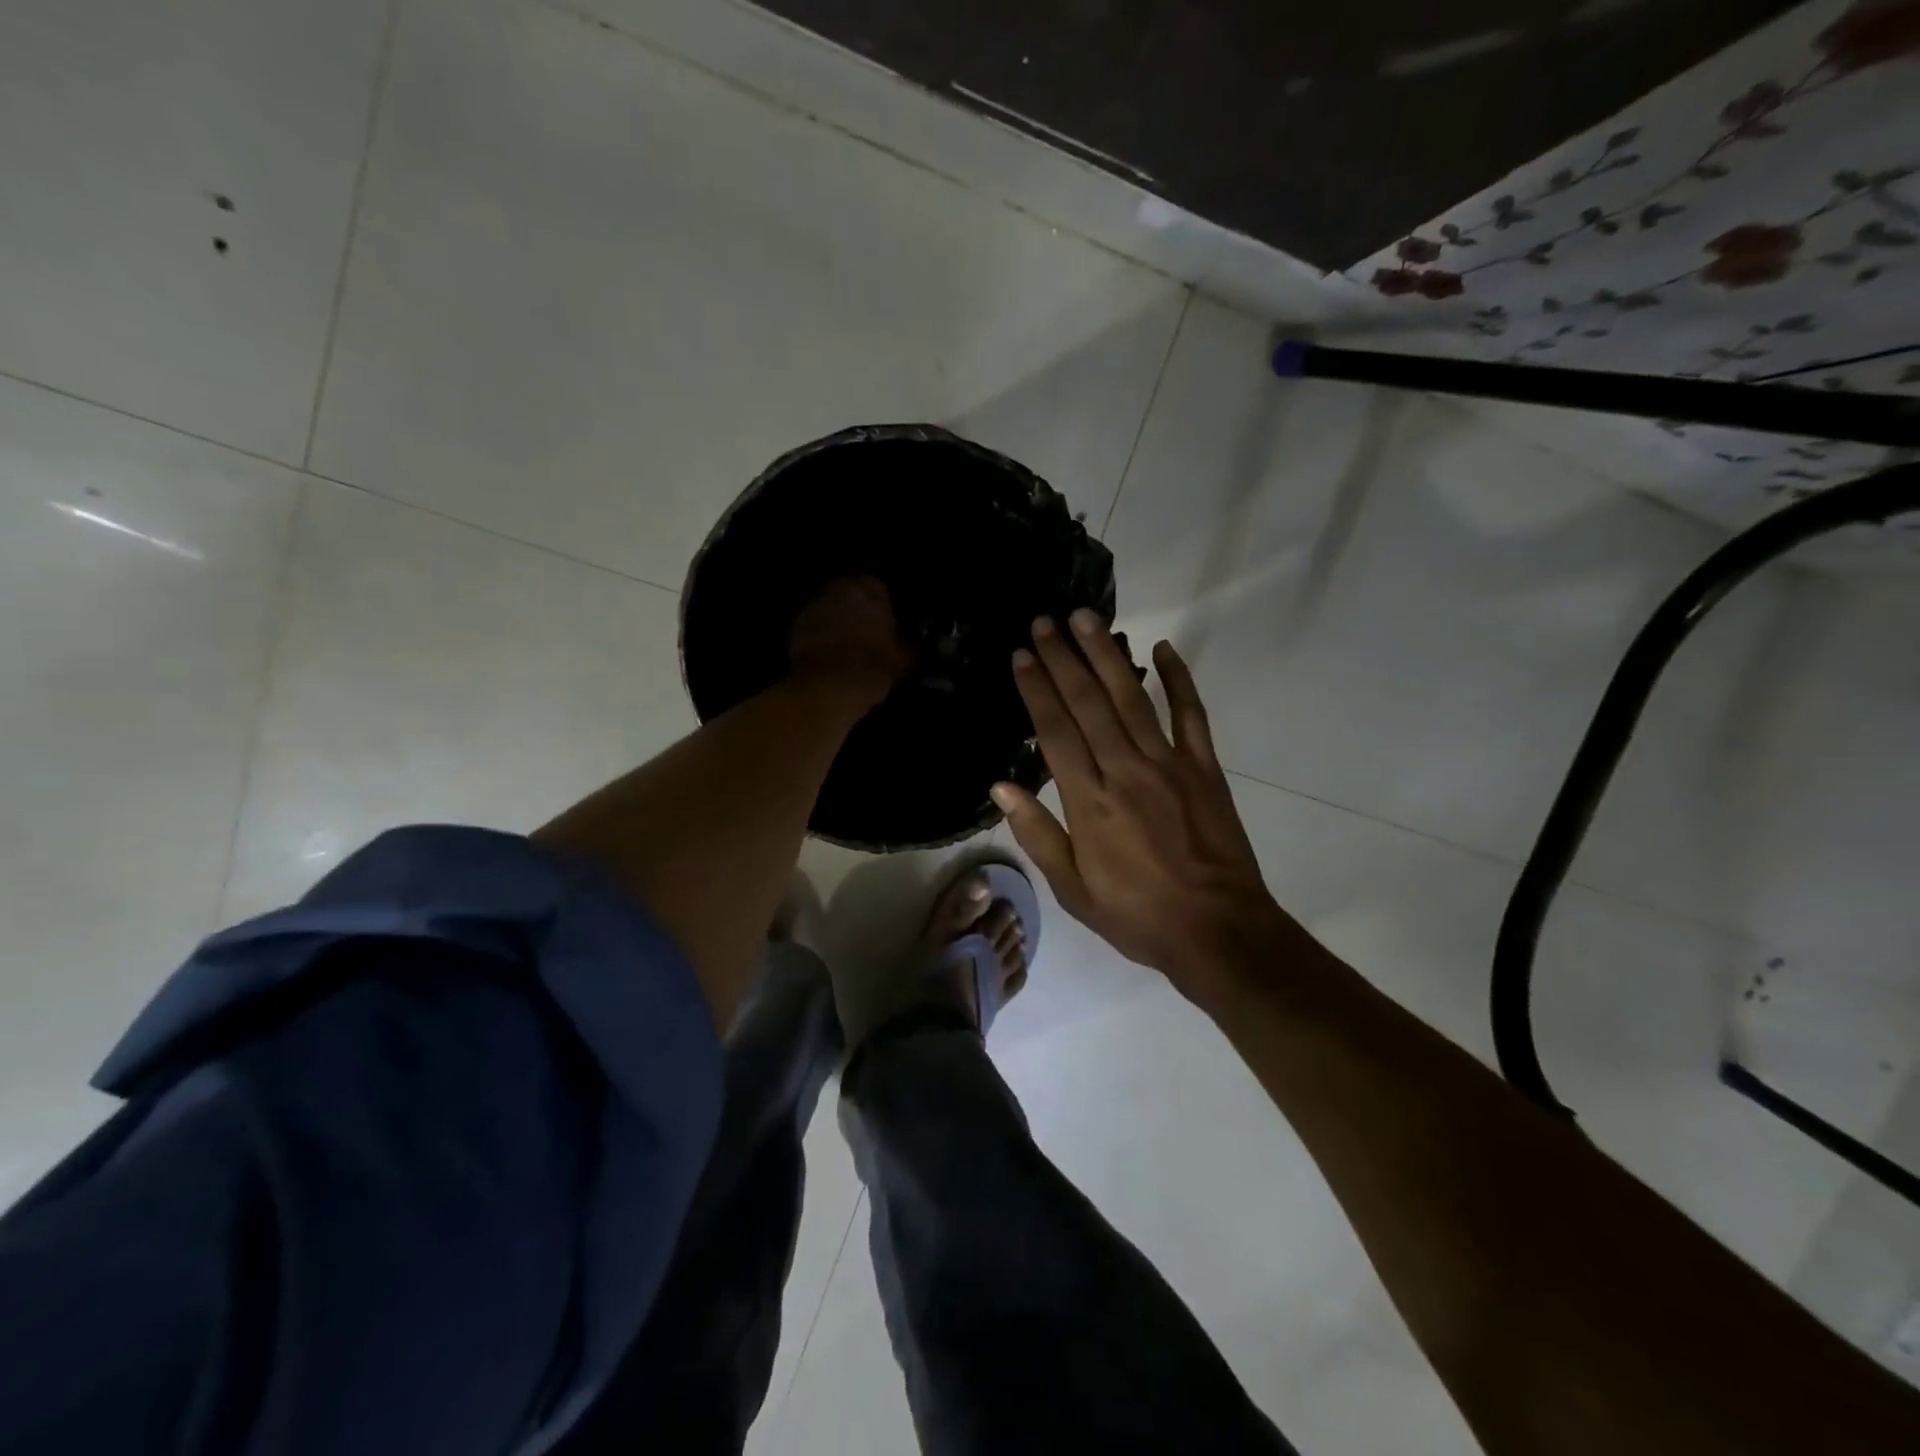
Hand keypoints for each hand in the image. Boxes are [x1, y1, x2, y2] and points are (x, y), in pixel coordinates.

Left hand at [788, 576, 911, 703]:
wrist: (828, 687)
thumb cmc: (873, 665)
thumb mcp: (905, 658)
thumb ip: (916, 646)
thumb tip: (929, 646)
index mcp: (867, 587)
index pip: (878, 587)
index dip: (884, 606)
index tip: (887, 624)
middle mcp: (836, 588)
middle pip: (849, 594)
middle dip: (857, 610)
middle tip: (867, 634)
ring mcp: (811, 606)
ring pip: (829, 609)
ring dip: (836, 622)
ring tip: (848, 647)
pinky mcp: (794, 628)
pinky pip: (812, 627)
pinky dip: (820, 637)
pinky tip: (829, 656)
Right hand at [993, 611, 1289, 1001]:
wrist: (1217, 931)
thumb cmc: (1136, 915)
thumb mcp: (1073, 889)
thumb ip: (1038, 833)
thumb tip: (1001, 786)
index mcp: (1088, 801)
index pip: (1054, 730)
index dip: (1036, 688)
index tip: (1022, 655)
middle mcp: (1124, 770)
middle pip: (1088, 702)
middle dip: (1063, 658)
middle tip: (1044, 621)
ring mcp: (1168, 764)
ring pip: (1131, 697)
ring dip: (1106, 655)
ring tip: (1086, 617)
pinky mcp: (1204, 767)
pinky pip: (1191, 714)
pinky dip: (1178, 679)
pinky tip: (1163, 648)